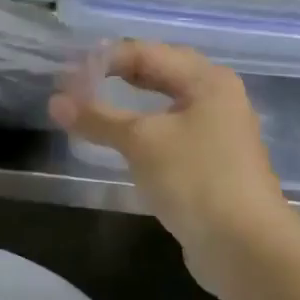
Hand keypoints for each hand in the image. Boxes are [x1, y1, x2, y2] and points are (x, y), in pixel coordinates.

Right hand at [50, 42, 299, 296]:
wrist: (246, 247)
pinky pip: (169, 133)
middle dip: (117, 75)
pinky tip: (122, 141)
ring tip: (92, 107)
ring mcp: (217, 132)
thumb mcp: (141, 142)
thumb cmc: (196, 179)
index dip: (104, 60)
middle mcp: (217, 98)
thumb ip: (97, 118)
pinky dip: (142, 130)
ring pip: (165, 105)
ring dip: (128, 103)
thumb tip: (54, 101)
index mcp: (207, 80)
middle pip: (160, 73)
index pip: (147, 52)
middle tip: (77, 84)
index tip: (65, 76)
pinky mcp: (211, 164)